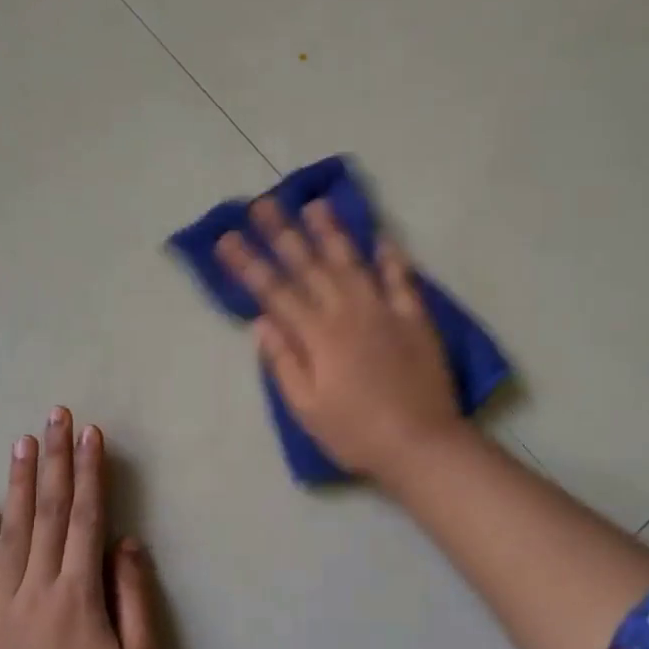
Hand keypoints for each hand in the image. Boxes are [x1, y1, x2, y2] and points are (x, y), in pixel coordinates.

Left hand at [0, 408, 156, 648]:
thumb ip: (135, 595)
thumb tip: (126, 542)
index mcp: (80, 592)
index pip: (86, 517)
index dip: (90, 472)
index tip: (90, 433)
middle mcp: (39, 587)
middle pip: (49, 512)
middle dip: (55, 459)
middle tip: (55, 415)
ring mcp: (3, 606)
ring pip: (12, 533)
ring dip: (19, 484)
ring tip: (22, 442)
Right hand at [216, 199, 463, 478]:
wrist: (421, 445)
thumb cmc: (355, 434)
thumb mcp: (307, 409)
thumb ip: (284, 363)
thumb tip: (261, 323)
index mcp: (318, 336)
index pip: (274, 292)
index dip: (249, 264)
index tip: (227, 238)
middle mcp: (348, 313)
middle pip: (309, 266)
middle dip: (282, 233)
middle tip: (263, 203)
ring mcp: (384, 311)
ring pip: (352, 262)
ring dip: (332, 232)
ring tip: (315, 204)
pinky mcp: (415, 319)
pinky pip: (402, 280)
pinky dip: (391, 257)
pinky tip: (381, 237)